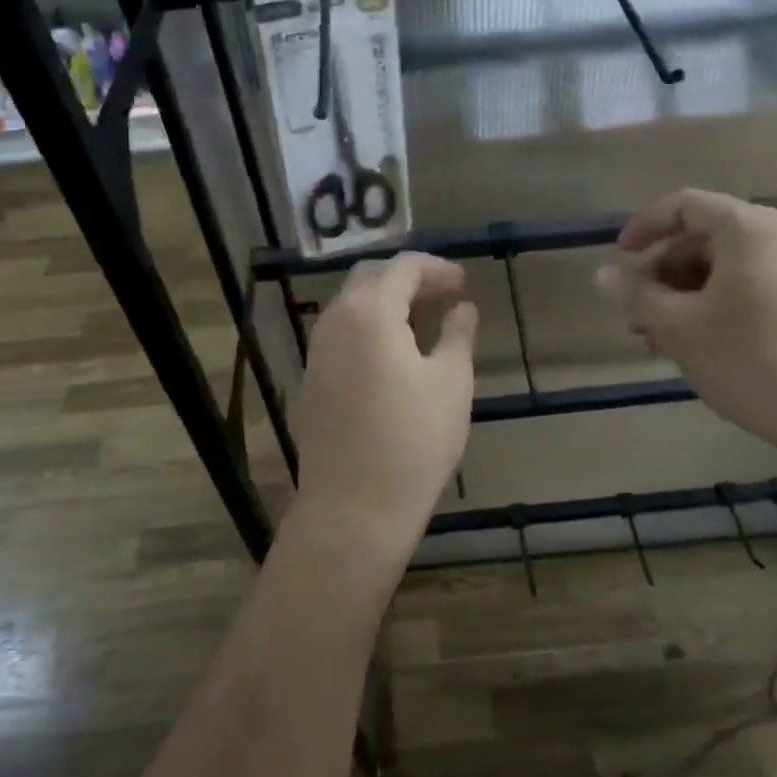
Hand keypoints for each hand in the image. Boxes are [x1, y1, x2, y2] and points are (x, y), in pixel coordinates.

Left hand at [290, 253, 477, 564]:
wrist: (354, 509)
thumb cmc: (413, 441)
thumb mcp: (451, 382)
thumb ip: (457, 334)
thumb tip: (461, 308)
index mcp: (369, 313)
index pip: (402, 267)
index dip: (436, 268)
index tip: (464, 283)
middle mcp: (334, 321)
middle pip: (371, 278)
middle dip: (410, 279)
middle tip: (446, 296)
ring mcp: (317, 351)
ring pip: (352, 305)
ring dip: (388, 302)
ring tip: (424, 320)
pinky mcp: (311, 380)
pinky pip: (341, 333)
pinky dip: (370, 327)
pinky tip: (394, 352)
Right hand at [600, 189, 776, 448]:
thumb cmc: (749, 359)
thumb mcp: (678, 327)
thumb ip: (635, 294)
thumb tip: (603, 274)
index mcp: (746, 228)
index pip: (682, 205)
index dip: (642, 228)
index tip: (618, 261)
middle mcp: (772, 237)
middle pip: (698, 237)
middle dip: (658, 273)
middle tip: (633, 312)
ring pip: (716, 268)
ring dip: (677, 295)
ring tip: (653, 338)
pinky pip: (739, 287)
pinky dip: (706, 306)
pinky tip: (687, 345)